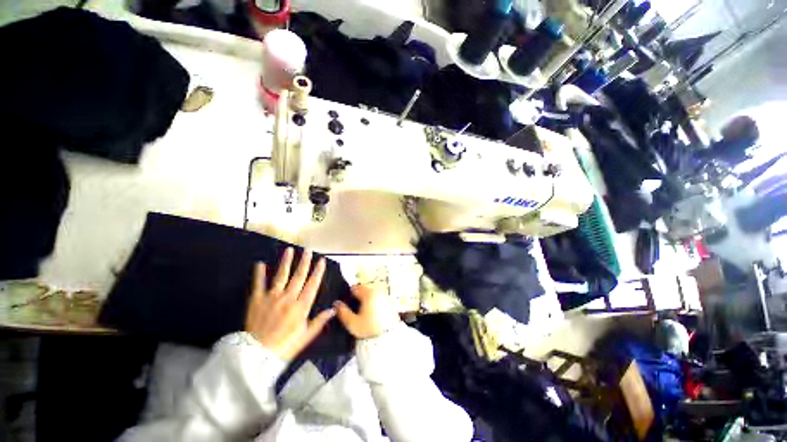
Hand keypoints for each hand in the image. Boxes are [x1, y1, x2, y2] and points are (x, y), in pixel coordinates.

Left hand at [245, 248, 335, 359]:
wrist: (256, 356)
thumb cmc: (285, 346)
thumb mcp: (306, 336)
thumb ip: (319, 321)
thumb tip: (334, 309)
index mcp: (301, 306)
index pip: (312, 284)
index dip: (318, 271)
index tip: (321, 260)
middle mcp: (288, 298)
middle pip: (298, 276)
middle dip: (304, 262)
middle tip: (308, 250)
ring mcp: (272, 297)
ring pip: (281, 275)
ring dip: (286, 262)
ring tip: (289, 250)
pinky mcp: (257, 300)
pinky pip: (259, 284)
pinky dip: (259, 273)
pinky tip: (260, 263)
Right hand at [334, 285, 400, 338]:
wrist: (388, 337)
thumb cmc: (369, 329)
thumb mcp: (352, 323)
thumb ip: (343, 312)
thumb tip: (336, 304)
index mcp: (367, 294)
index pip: (355, 288)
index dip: (348, 294)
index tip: (346, 302)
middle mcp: (377, 292)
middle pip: (364, 289)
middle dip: (358, 295)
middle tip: (353, 307)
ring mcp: (384, 296)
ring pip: (372, 293)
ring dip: (366, 299)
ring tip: (362, 311)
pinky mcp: (389, 303)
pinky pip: (378, 299)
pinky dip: (374, 303)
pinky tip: (371, 313)